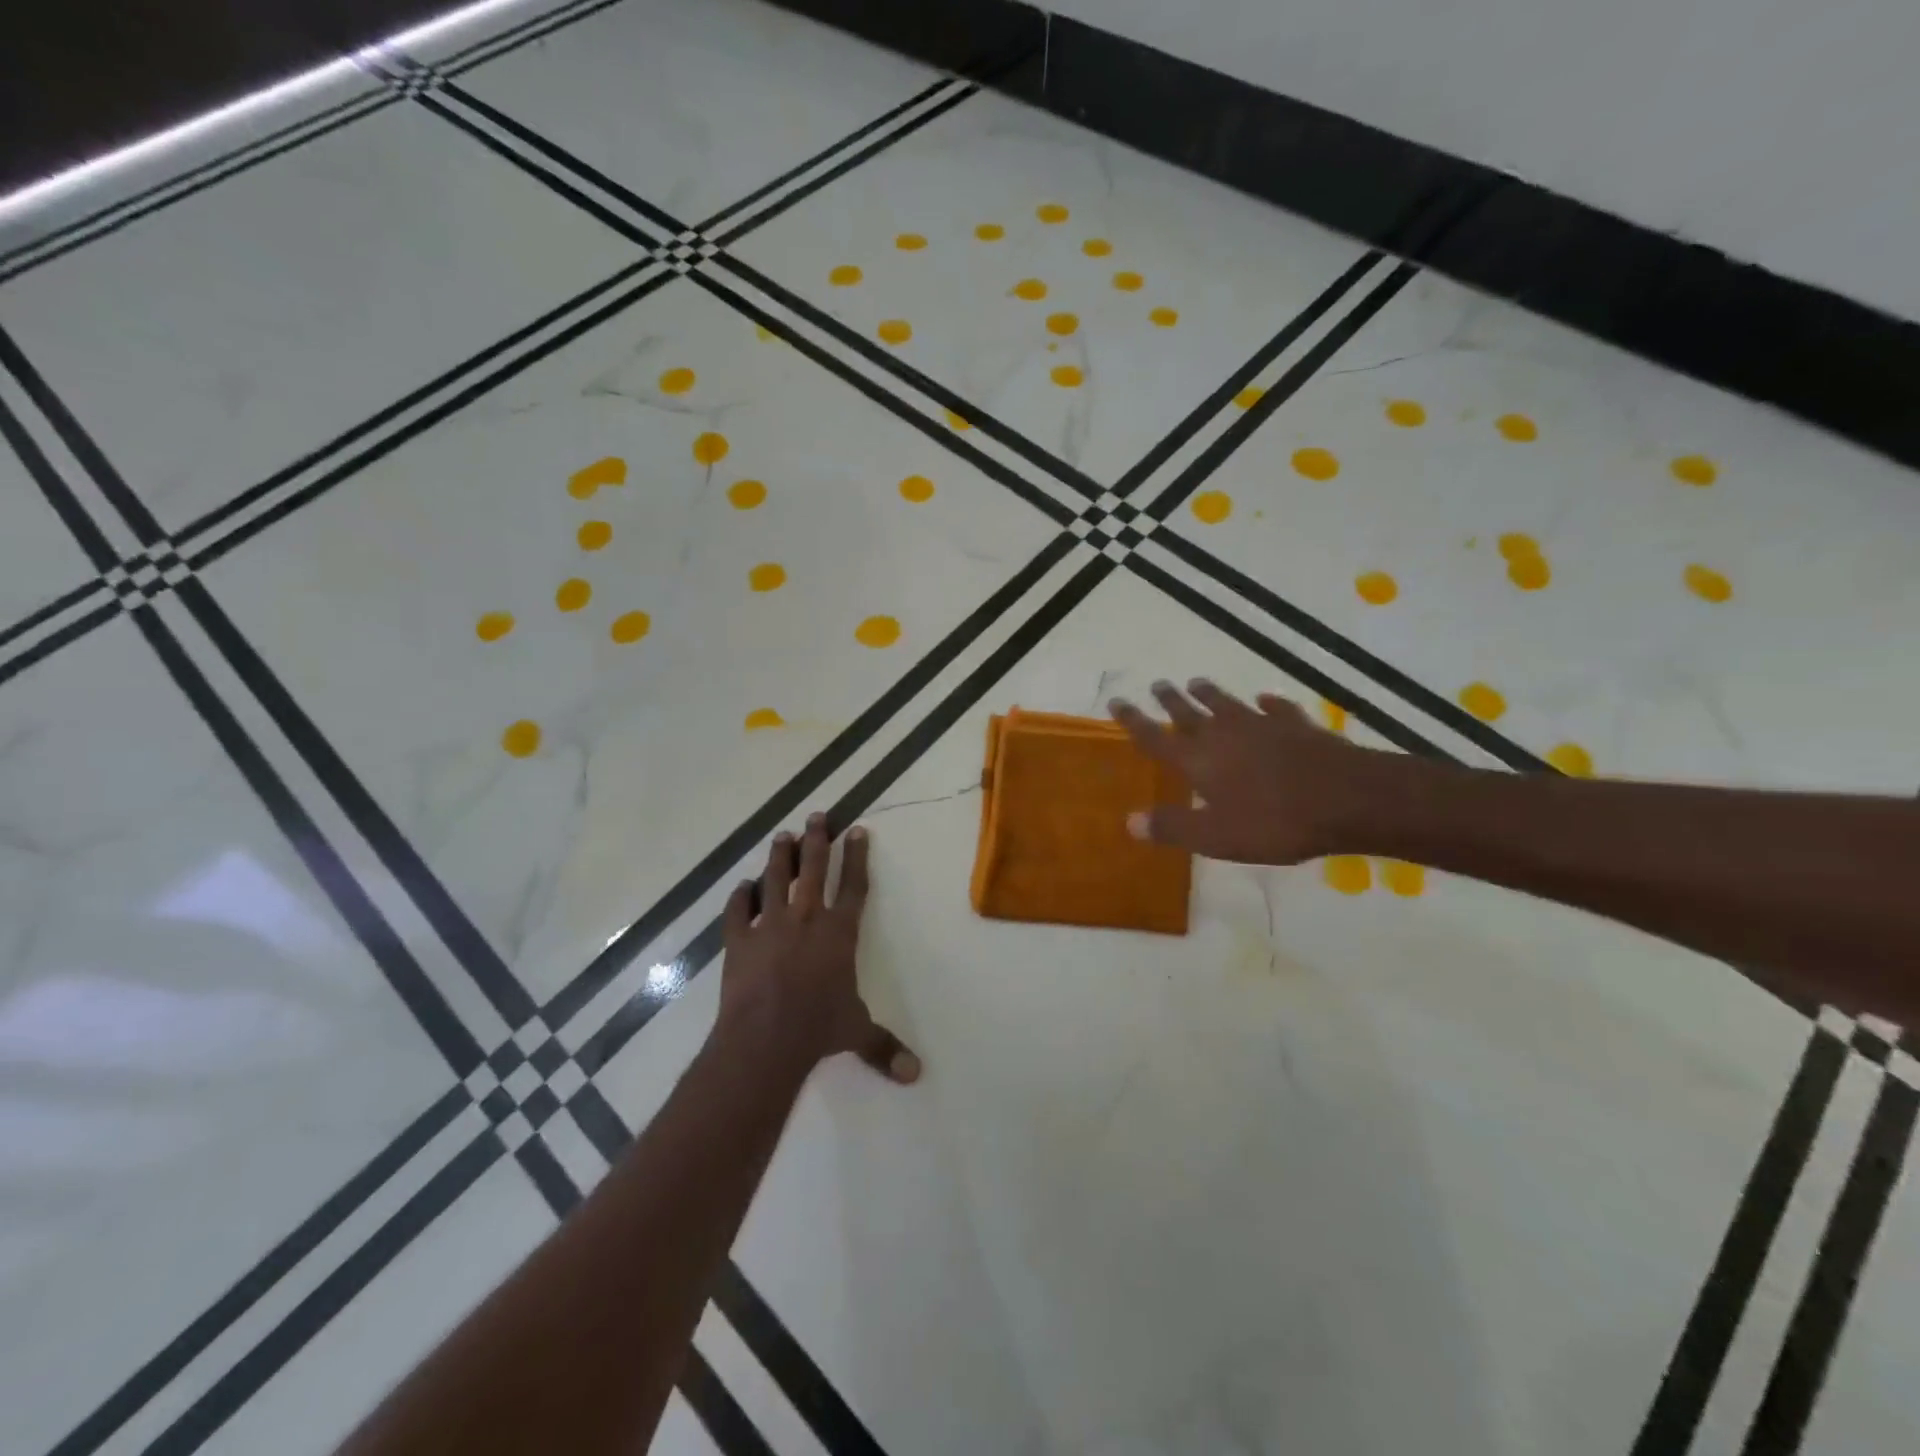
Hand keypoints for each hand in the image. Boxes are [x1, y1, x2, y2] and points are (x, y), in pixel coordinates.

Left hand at [718, 813, 920, 1083]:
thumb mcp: (857, 1033)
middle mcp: (807, 918)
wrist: (766, 1037)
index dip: (857, 857)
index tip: (857, 830)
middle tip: (817, 815)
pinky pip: (738, 910)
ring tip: (782, 835)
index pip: (855, 885)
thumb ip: (885, 1047)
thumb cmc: (819, 1028)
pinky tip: (742, 886)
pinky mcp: (739, 940)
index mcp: (840, 932)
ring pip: (775, 878)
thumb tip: (916, 1075)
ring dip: (779, 856)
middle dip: (818, 839)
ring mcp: (770, 925)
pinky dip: (740, 896)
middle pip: (813, 869)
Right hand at [1109, 679, 1386, 863]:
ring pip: (1228, 703)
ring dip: (1209, 693)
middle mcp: (1224, 734)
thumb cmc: (1274, 821)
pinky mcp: (1297, 726)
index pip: (1156, 736)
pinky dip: (1268, 704)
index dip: (1134, 721)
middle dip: (1170, 700)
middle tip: (1157, 684)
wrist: (1347, 797)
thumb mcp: (1215, 836)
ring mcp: (1262, 726)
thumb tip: (1129, 822)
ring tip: (1196, 682)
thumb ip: (1172, 826)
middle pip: (1189, 712)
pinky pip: (1276, 709)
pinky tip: (1266, 699)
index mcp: (1198, 760)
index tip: (1117, 702)